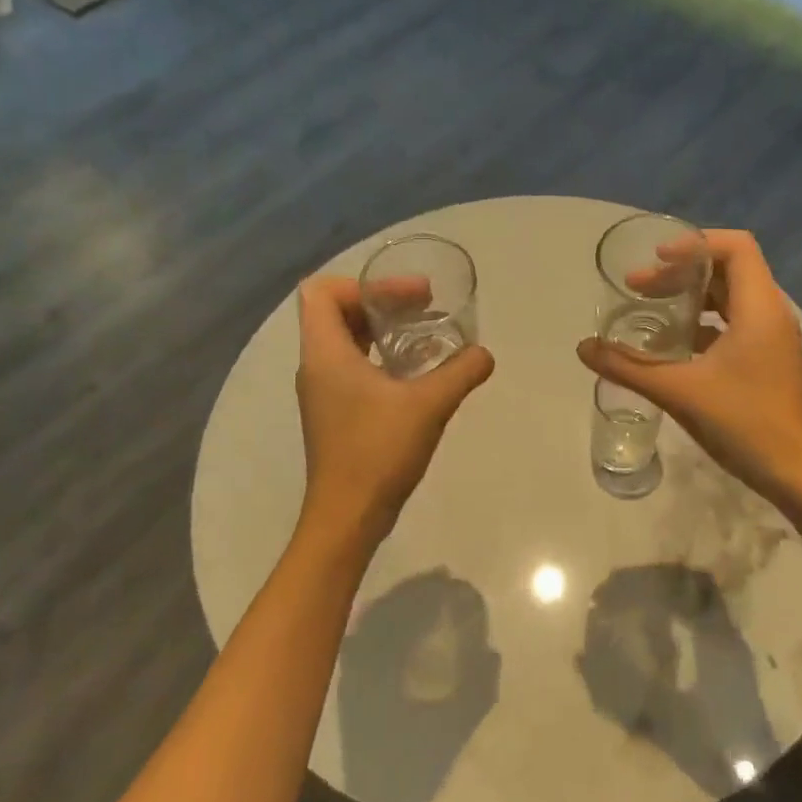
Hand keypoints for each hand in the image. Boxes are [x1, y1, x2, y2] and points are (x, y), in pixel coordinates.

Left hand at [296, 276, 494, 548]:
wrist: (347, 517)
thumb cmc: (378, 451)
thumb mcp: (428, 405)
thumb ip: (461, 372)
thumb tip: (484, 354)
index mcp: (325, 353)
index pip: (321, 291)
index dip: (362, 284)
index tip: (405, 297)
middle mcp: (316, 366)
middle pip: (336, 311)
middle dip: (380, 301)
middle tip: (424, 306)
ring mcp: (323, 392)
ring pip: (345, 340)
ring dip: (382, 330)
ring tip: (424, 334)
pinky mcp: (334, 414)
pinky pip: (352, 366)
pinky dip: (380, 357)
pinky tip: (415, 374)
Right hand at [578, 230, 801, 511]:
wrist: (797, 474)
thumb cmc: (744, 423)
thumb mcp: (679, 392)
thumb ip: (627, 366)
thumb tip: (582, 347)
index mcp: (758, 307)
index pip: (735, 246)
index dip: (694, 244)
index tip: (655, 260)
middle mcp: (770, 313)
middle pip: (728, 269)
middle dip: (681, 272)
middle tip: (638, 288)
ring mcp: (772, 338)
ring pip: (730, 297)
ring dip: (691, 297)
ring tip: (651, 310)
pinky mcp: (768, 360)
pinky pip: (734, 323)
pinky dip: (702, 323)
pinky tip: (672, 346)